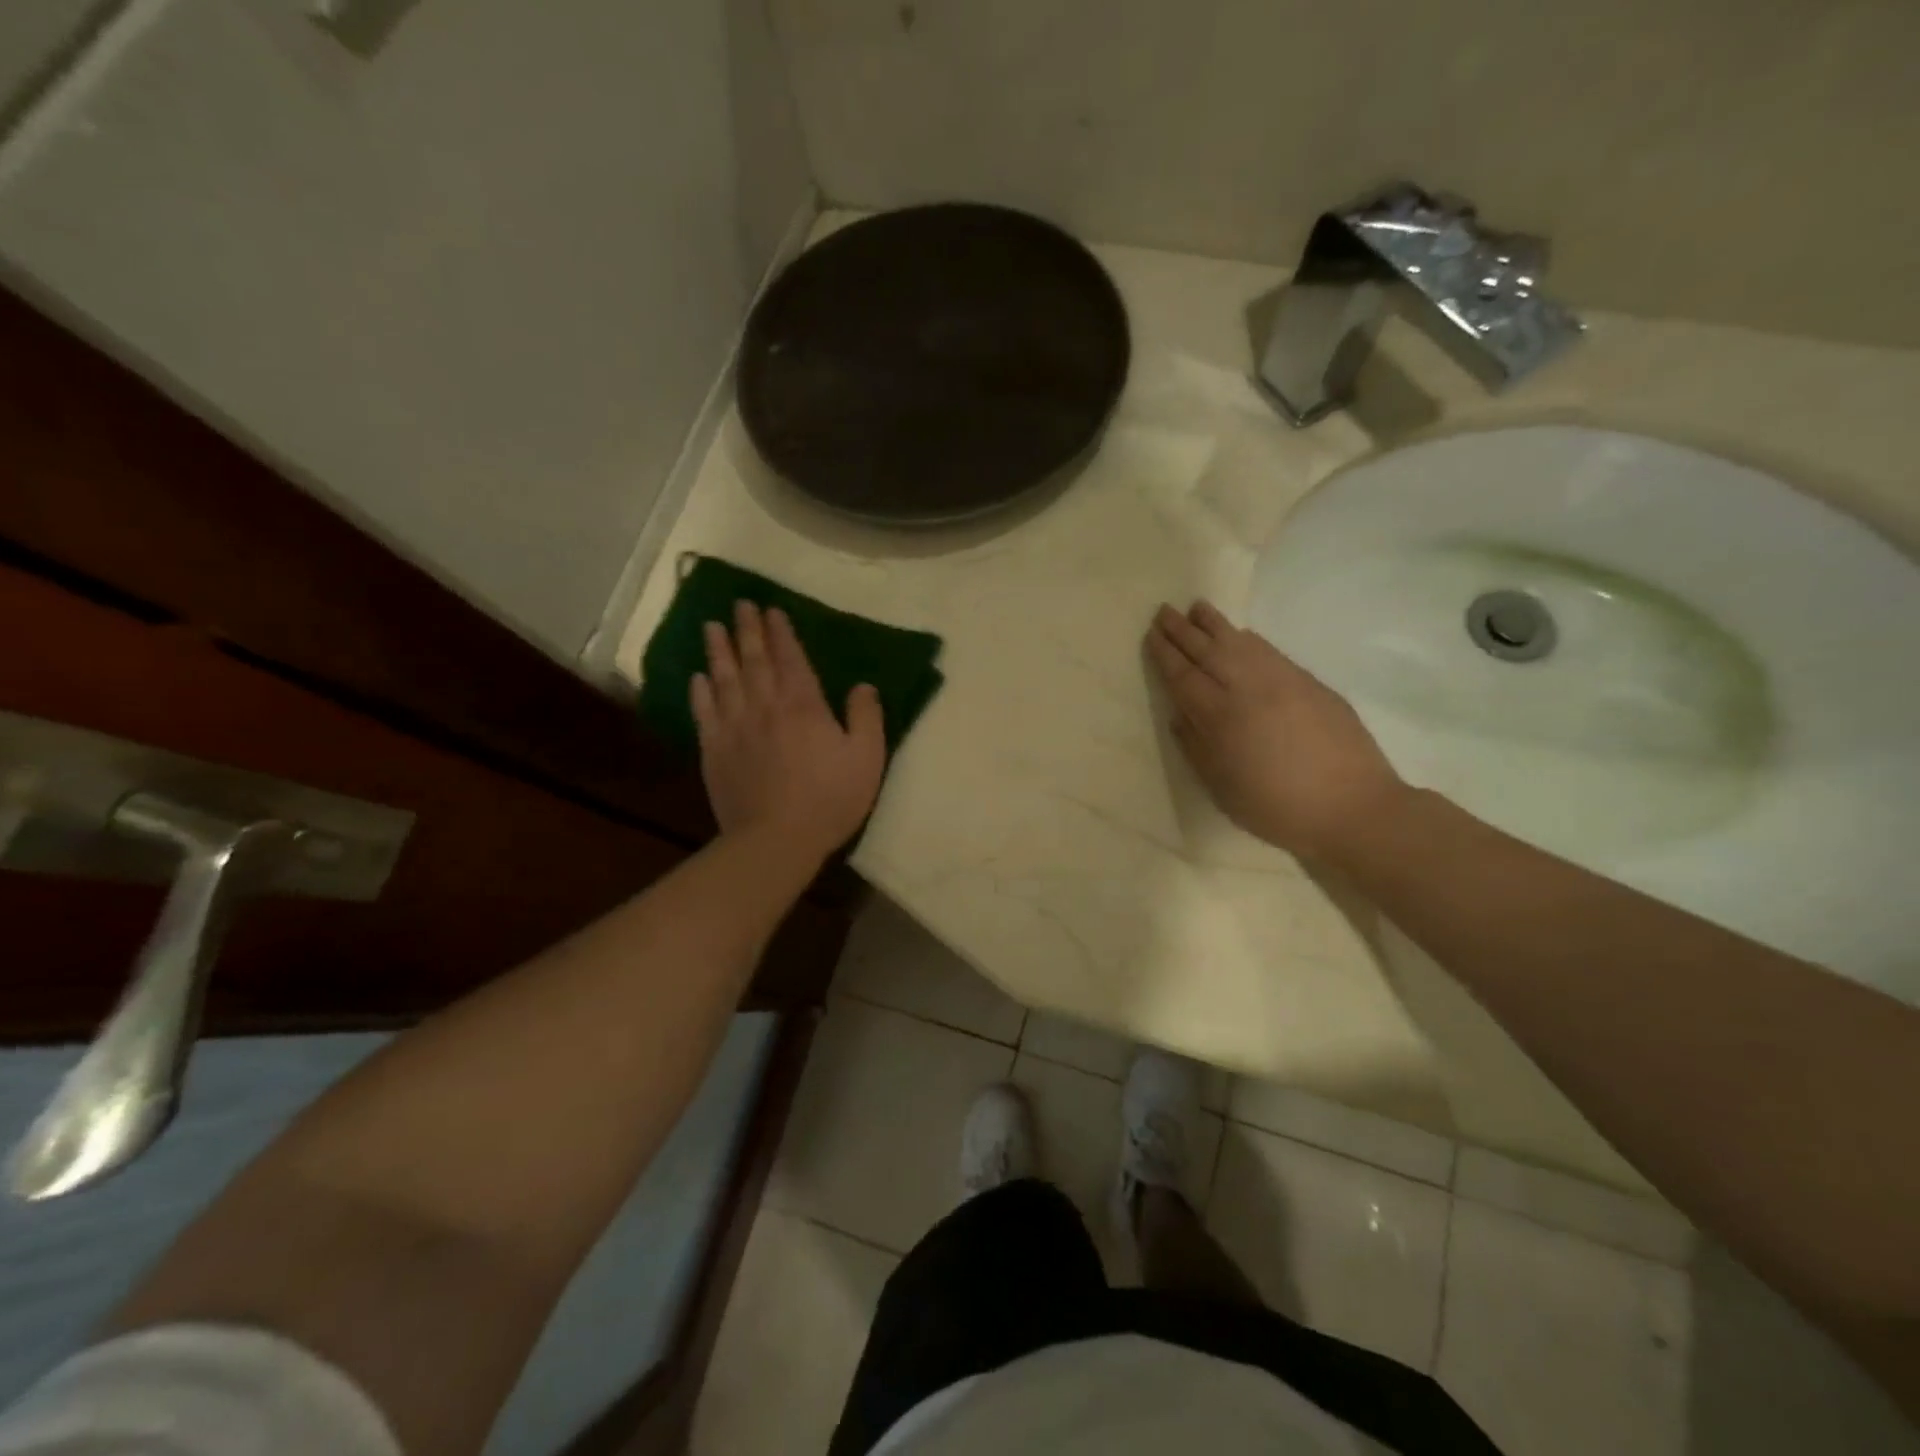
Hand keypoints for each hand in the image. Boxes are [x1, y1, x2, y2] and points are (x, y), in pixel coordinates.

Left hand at [692, 602, 885, 862]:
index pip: (790, 658)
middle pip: (753, 660)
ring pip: (724, 679)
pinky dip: (700, 691)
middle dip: (747, 630)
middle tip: (739, 605)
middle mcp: (765, 706)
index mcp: (803, 705)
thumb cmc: (829, 799)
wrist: (776, 839)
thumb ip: (867, 717)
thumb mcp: (867, 758)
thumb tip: (863, 686)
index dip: (781, 633)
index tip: (771, 610)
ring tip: (712, 627)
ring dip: (719, 651)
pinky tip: (698, 678)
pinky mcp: (714, 751)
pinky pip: (704, 712)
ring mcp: (735, 727)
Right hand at [1145, 601, 1407, 860]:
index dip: (1165, 655)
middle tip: (1163, 611)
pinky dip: (1249, 639)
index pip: (1184, 677)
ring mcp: (1282, 682)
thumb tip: (1179, 716)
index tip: (1151, 635)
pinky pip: (1269, 651)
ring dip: (1215, 624)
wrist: (1353, 808)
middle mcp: (1248, 690)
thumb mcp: (1223, 789)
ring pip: (1240, 643)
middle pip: (1207, 652)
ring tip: (1197, 607)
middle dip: (1182, 631)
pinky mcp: (1309, 683)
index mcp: (1220, 719)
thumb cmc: (1278, 809)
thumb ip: (1197, 749)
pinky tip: (1241, 633)